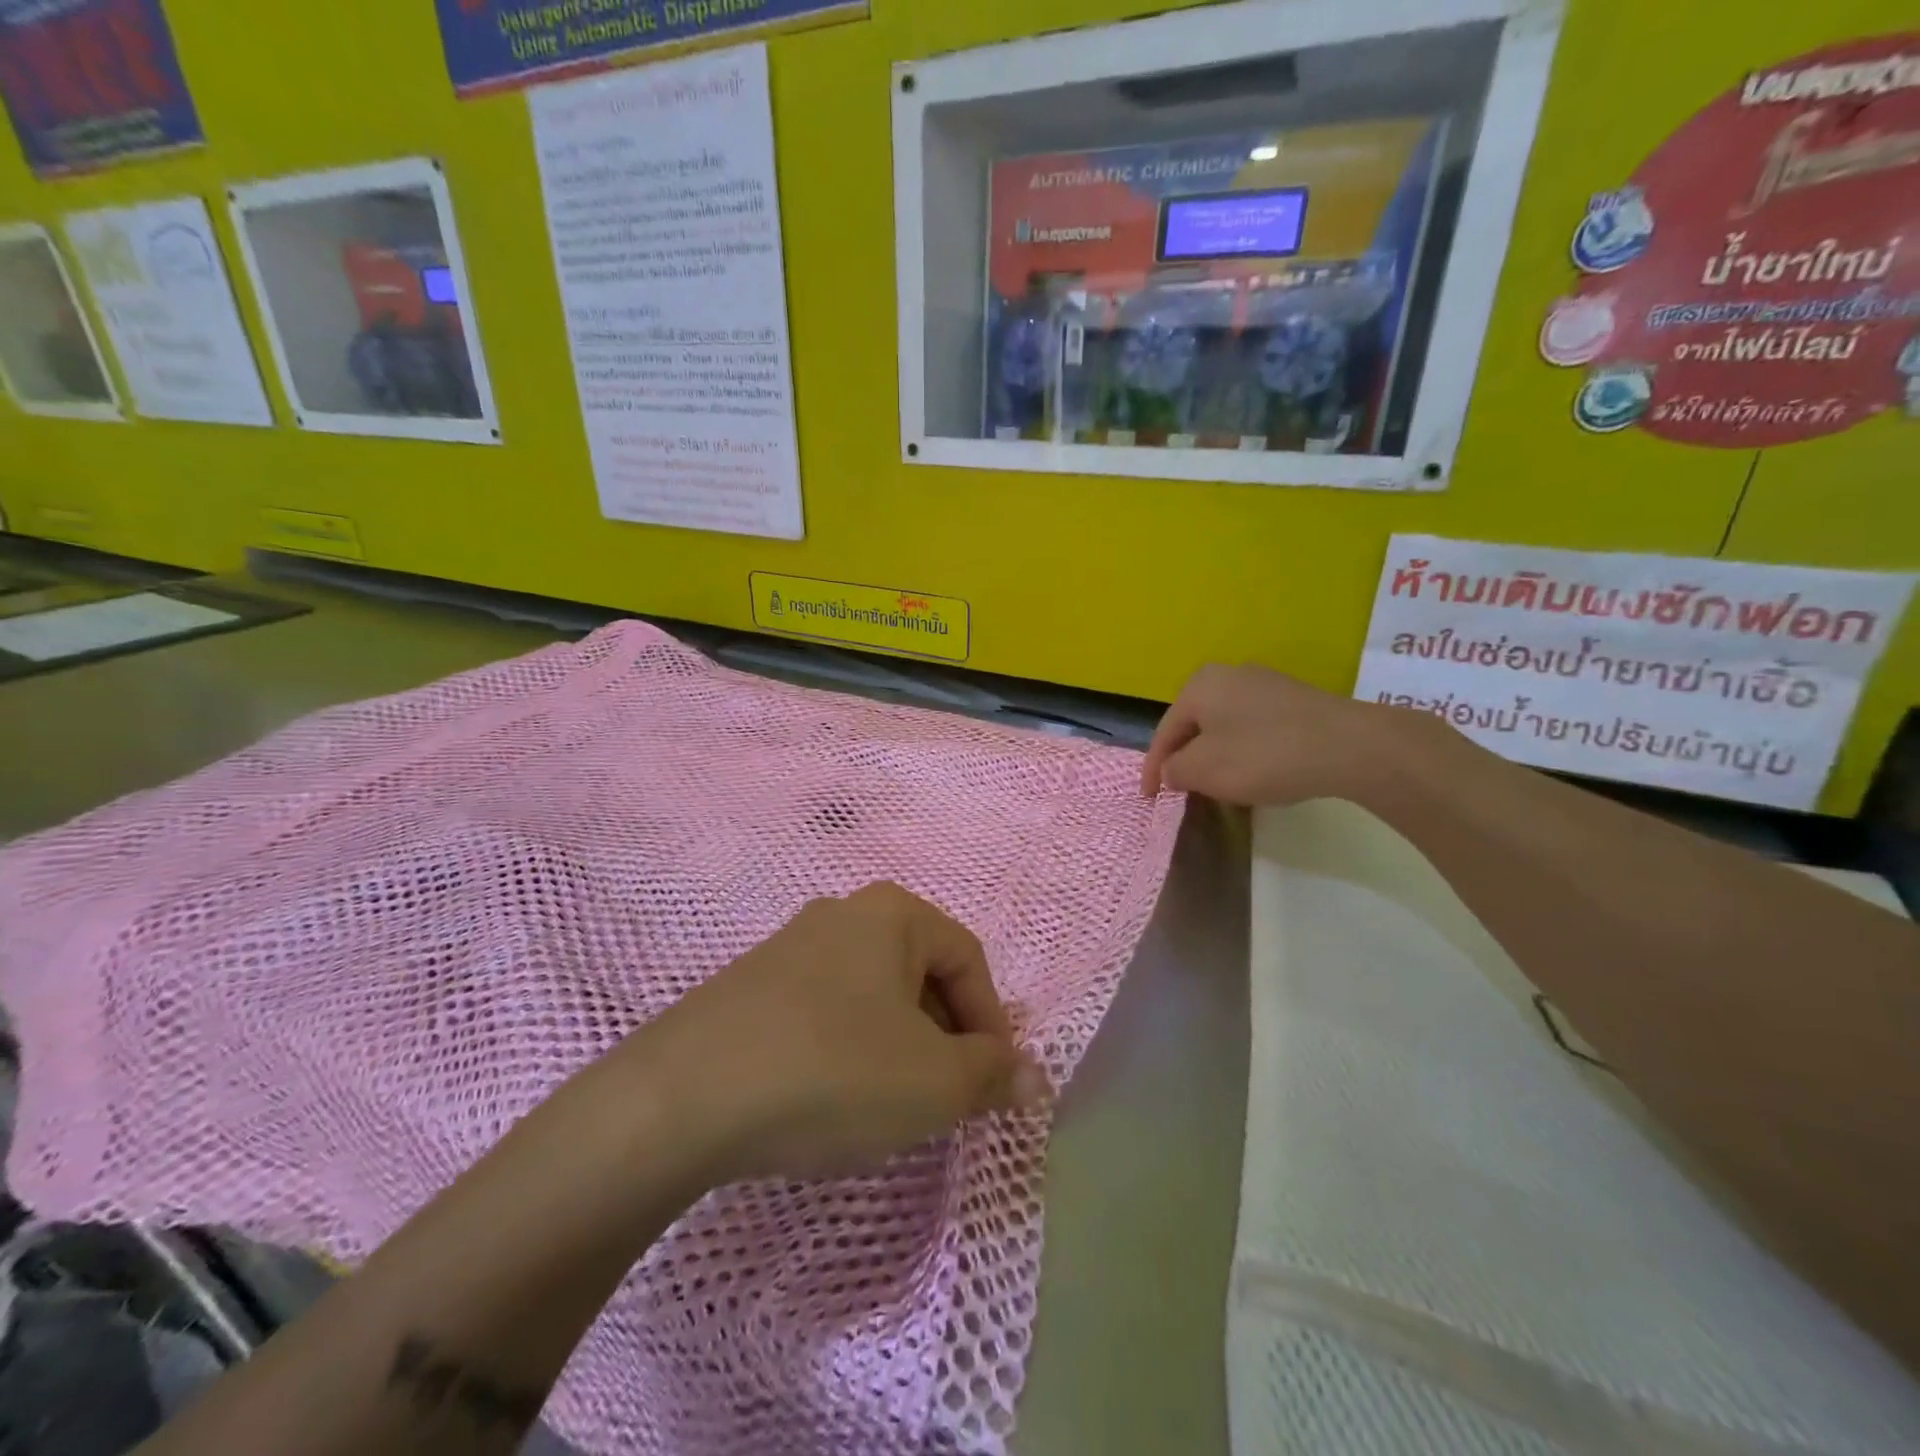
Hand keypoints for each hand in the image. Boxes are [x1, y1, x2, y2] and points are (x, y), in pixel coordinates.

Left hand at [628, 883, 1050, 1183]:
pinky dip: (846, 1050)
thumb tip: (1033, 1078)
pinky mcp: (749, 986)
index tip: (991, 1085)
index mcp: (892, 913)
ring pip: (871, 996)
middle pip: (920, 974)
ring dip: (897, 1047)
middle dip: (944, 1037)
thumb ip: (992, 1076)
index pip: (969, 960)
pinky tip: (829, 1097)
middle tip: (943, 1099)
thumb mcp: (932, 1083)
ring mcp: (789, 946)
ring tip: (888, 1105)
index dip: (992, 1024)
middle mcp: (842, 913)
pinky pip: (824, 1012)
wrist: (681, 1097)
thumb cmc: (832, 1071)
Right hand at [1141, 662, 1407, 806]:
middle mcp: (1229, 674)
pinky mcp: (1295, 700)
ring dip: (1216, 757)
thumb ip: (1176, 771)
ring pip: (1224, 727)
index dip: (1153, 768)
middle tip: (1183, 790)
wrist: (1349, 746)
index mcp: (1200, 686)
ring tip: (1218, 787)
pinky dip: (1245, 752)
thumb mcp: (1205, 770)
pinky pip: (1254, 728)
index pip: (1164, 732)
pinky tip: (1256, 773)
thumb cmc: (1263, 755)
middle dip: (1185, 759)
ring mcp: (1266, 684)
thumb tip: (1173, 769)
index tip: (1149, 798)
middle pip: (1194, 726)